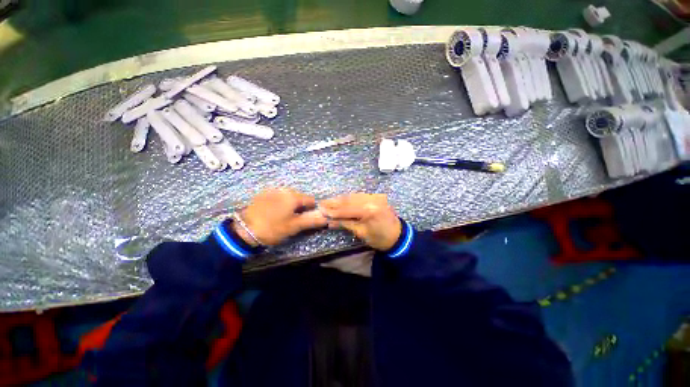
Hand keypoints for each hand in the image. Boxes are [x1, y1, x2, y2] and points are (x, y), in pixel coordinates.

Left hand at [234, 188, 327, 245]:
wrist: (244, 230)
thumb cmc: (273, 228)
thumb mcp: (294, 226)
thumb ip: (312, 221)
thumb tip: (326, 218)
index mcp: (293, 196)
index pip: (311, 200)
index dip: (311, 210)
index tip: (305, 218)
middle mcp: (284, 189)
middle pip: (299, 197)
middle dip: (299, 207)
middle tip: (293, 219)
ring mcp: (272, 190)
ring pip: (288, 196)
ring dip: (289, 205)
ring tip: (281, 217)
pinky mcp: (263, 193)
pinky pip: (277, 196)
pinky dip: (279, 202)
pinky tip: (272, 212)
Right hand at [320, 193, 401, 250]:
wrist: (399, 237)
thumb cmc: (380, 239)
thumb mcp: (362, 233)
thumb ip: (346, 224)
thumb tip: (330, 222)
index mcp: (369, 211)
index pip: (346, 209)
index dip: (333, 210)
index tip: (321, 209)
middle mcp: (372, 200)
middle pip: (349, 200)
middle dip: (335, 202)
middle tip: (322, 203)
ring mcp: (375, 197)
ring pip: (354, 196)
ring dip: (341, 199)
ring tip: (330, 201)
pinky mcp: (377, 197)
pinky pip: (360, 196)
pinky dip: (350, 198)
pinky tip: (343, 199)